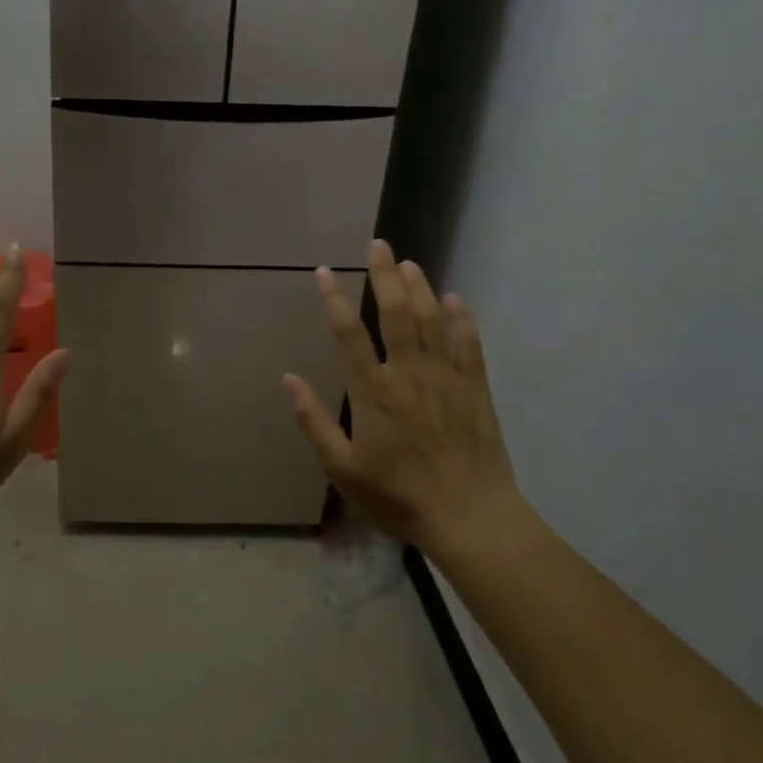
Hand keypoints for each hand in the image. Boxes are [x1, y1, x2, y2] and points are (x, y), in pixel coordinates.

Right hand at [283, 239, 522, 551]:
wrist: (469, 517)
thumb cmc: (397, 495)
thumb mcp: (343, 468)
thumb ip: (314, 421)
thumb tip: (288, 379)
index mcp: (372, 392)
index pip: (348, 335)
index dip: (333, 300)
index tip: (323, 272)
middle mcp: (408, 374)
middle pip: (395, 314)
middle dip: (384, 276)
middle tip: (378, 245)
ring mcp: (445, 377)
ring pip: (431, 320)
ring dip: (419, 288)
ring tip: (408, 263)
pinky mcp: (475, 388)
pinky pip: (468, 344)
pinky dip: (461, 318)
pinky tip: (455, 299)